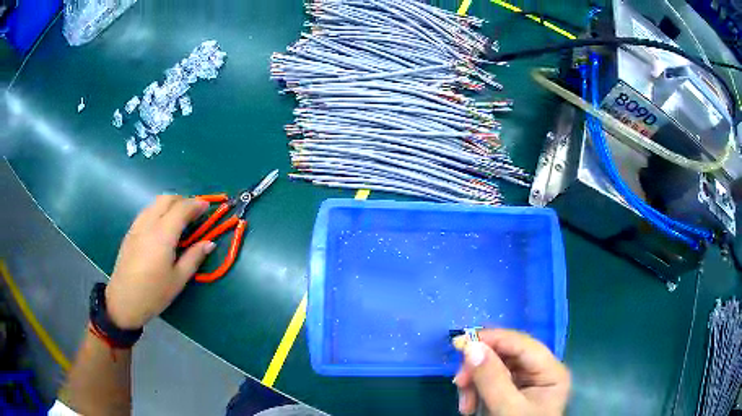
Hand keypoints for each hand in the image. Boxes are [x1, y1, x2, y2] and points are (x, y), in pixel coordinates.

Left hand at [105, 195, 214, 328]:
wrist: (123, 301)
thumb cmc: (154, 293)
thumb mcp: (178, 279)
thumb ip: (194, 257)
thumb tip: (210, 243)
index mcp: (162, 235)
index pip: (181, 209)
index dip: (196, 204)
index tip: (207, 206)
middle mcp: (149, 224)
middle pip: (167, 199)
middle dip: (183, 200)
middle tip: (194, 213)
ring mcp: (137, 226)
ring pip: (155, 203)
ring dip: (170, 204)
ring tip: (180, 219)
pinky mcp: (130, 232)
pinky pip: (147, 211)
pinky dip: (159, 211)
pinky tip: (162, 227)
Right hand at [454, 329, 569, 415]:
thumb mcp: (507, 409)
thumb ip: (492, 378)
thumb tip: (470, 345)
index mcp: (551, 371)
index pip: (522, 343)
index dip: (492, 339)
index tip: (461, 343)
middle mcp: (541, 371)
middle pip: (506, 355)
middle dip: (479, 368)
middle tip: (459, 383)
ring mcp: (526, 382)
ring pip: (494, 367)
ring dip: (474, 383)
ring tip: (465, 405)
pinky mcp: (513, 391)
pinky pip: (490, 381)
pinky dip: (476, 391)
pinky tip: (469, 407)